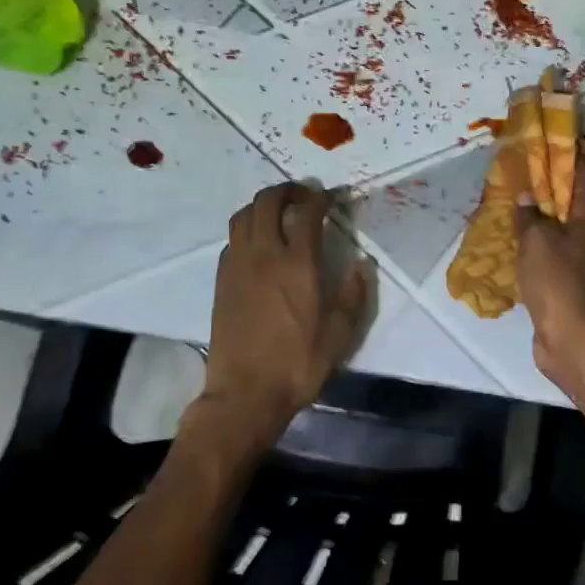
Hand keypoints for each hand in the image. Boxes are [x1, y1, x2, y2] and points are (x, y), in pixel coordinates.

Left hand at [199, 183, 371, 438]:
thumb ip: (352, 295)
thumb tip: (362, 265)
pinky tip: (259, 244)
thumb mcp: (339, 335)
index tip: (332, 195)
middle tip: (304, 196)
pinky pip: (232, 239)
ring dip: (262, 205)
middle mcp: (264, 256)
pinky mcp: (221, 280)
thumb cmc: (298, 365)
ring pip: (243, 216)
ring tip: (279, 212)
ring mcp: (238, 266)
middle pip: (267, 202)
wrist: (245, 393)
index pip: (307, 213)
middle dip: (287, 191)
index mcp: (297, 265)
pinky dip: (247, 229)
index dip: (320, 197)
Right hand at [514, 152, 584, 386]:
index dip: (572, 151)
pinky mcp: (574, 277)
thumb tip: (526, 195)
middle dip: (557, 179)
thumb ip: (529, 214)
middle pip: (578, 196)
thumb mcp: (536, 240)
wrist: (571, 336)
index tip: (556, 135)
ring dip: (549, 208)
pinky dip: (543, 234)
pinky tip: (524, 233)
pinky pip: (558, 245)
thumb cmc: (557, 280)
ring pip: (567, 222)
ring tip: (523, 193)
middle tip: (531, 162)